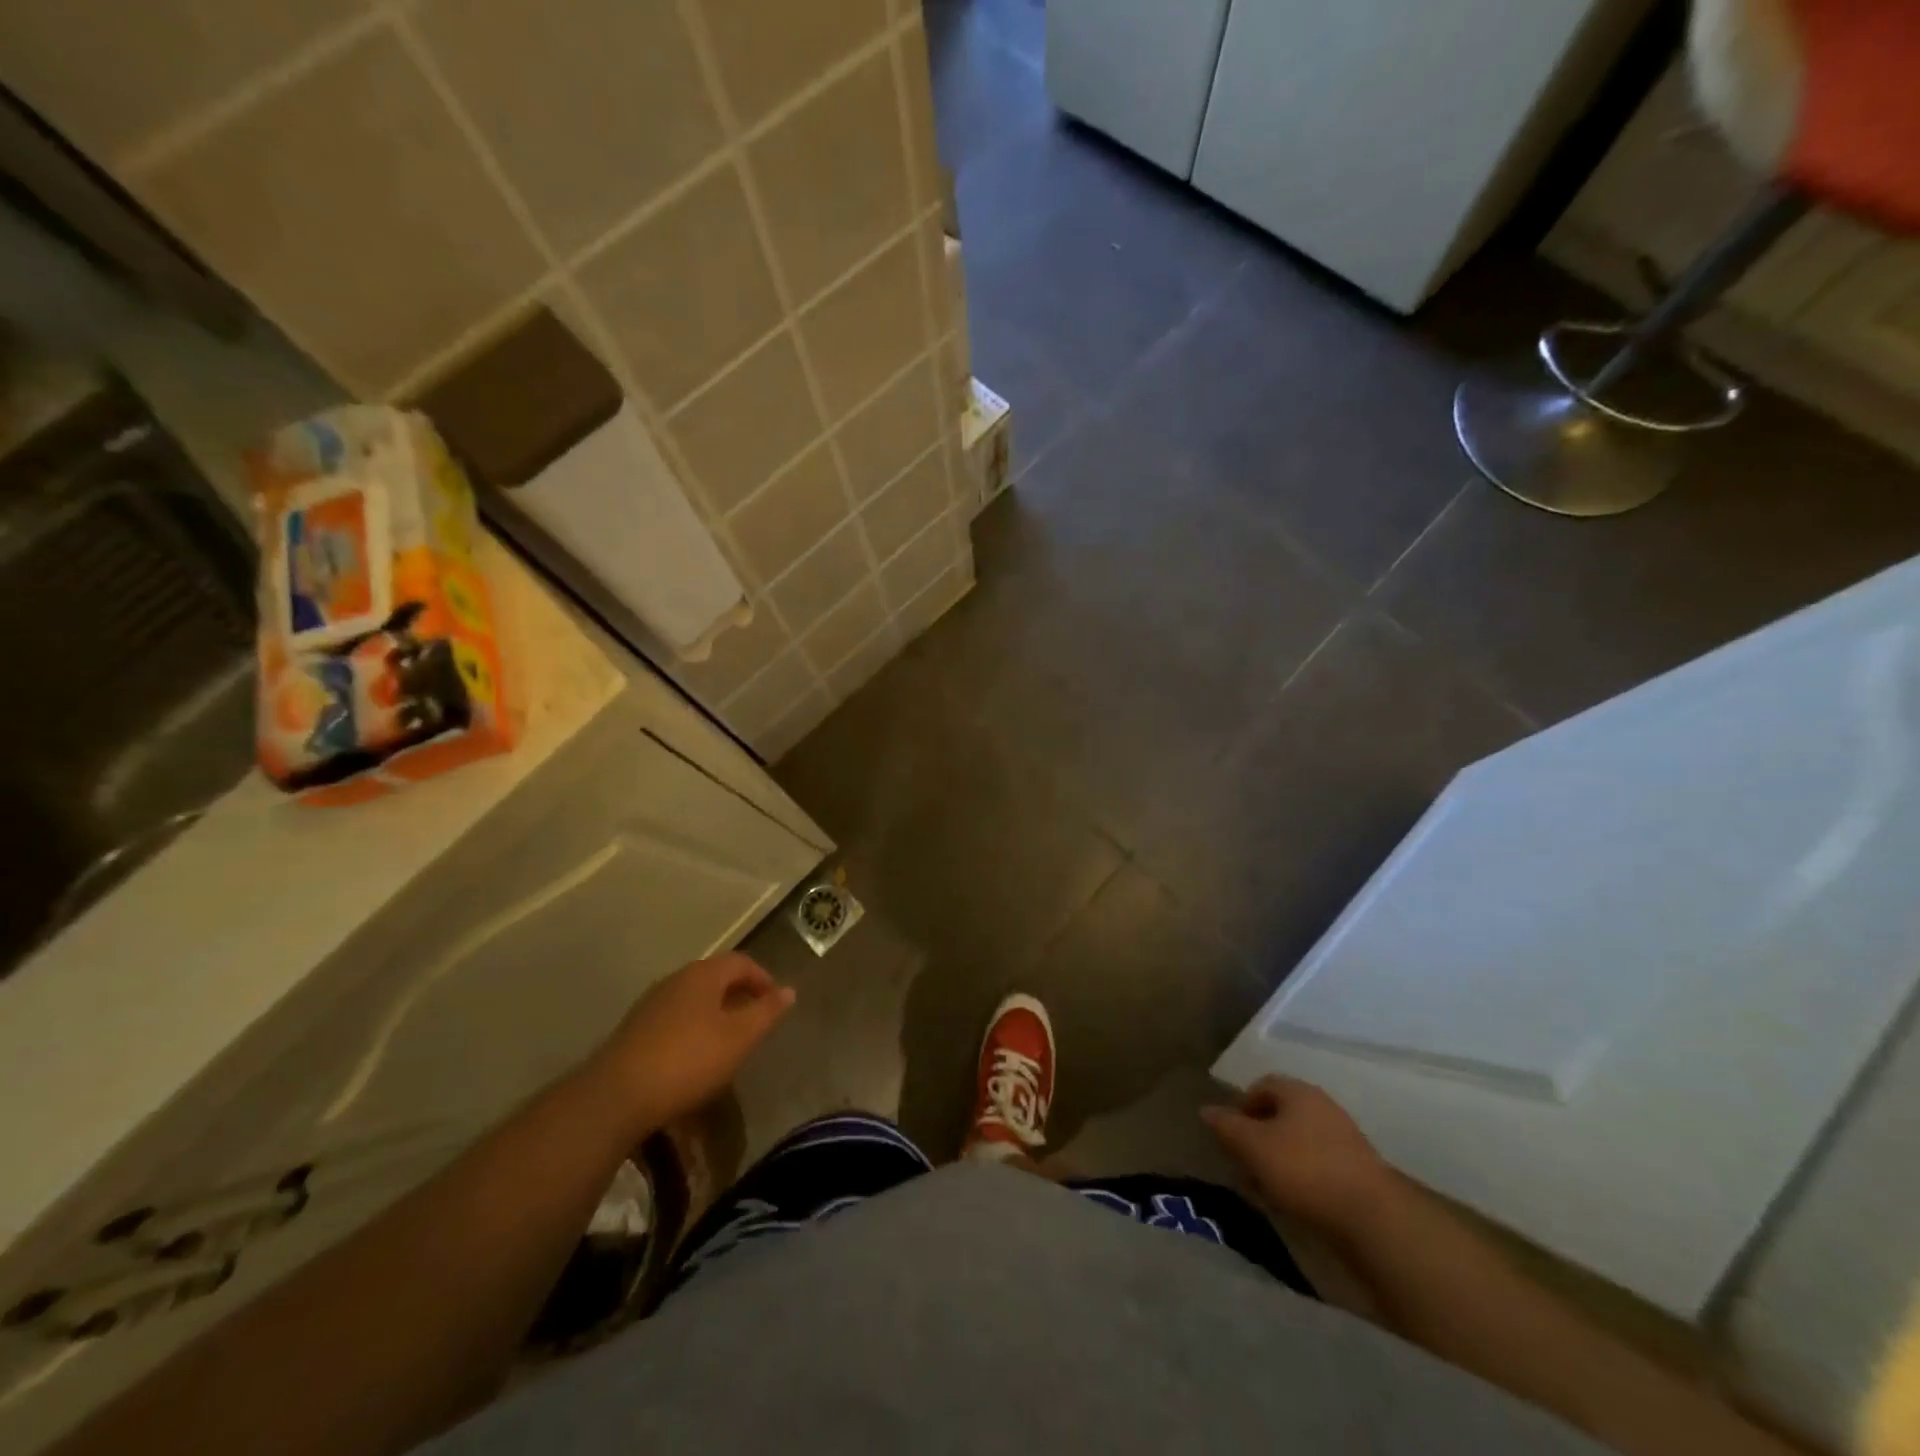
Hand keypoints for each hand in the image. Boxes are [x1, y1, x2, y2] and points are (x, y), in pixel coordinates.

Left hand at [591, 953, 794, 1132]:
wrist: (616, 1096)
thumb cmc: (689, 1059)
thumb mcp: (739, 1037)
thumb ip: (766, 1012)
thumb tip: (789, 990)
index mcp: (703, 974)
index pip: (741, 962)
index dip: (763, 978)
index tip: (776, 1003)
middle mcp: (676, 980)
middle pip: (715, 978)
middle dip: (739, 995)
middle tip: (755, 1022)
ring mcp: (651, 1004)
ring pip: (694, 999)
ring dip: (715, 1013)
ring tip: (728, 1042)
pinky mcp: (634, 1030)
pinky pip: (675, 1019)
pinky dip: (693, 1029)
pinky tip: (694, 1057)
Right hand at [1202, 1076, 1395, 1234]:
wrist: (1372, 1217)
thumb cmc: (1304, 1169)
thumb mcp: (1253, 1146)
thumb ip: (1226, 1126)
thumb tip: (1205, 1110)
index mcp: (1298, 1092)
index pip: (1262, 1085)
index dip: (1241, 1106)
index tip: (1230, 1134)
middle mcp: (1322, 1106)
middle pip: (1281, 1114)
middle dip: (1258, 1136)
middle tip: (1244, 1163)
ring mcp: (1344, 1138)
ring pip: (1298, 1141)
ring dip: (1277, 1159)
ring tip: (1265, 1189)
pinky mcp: (1357, 1170)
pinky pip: (1318, 1164)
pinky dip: (1300, 1176)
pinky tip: (1293, 1201)